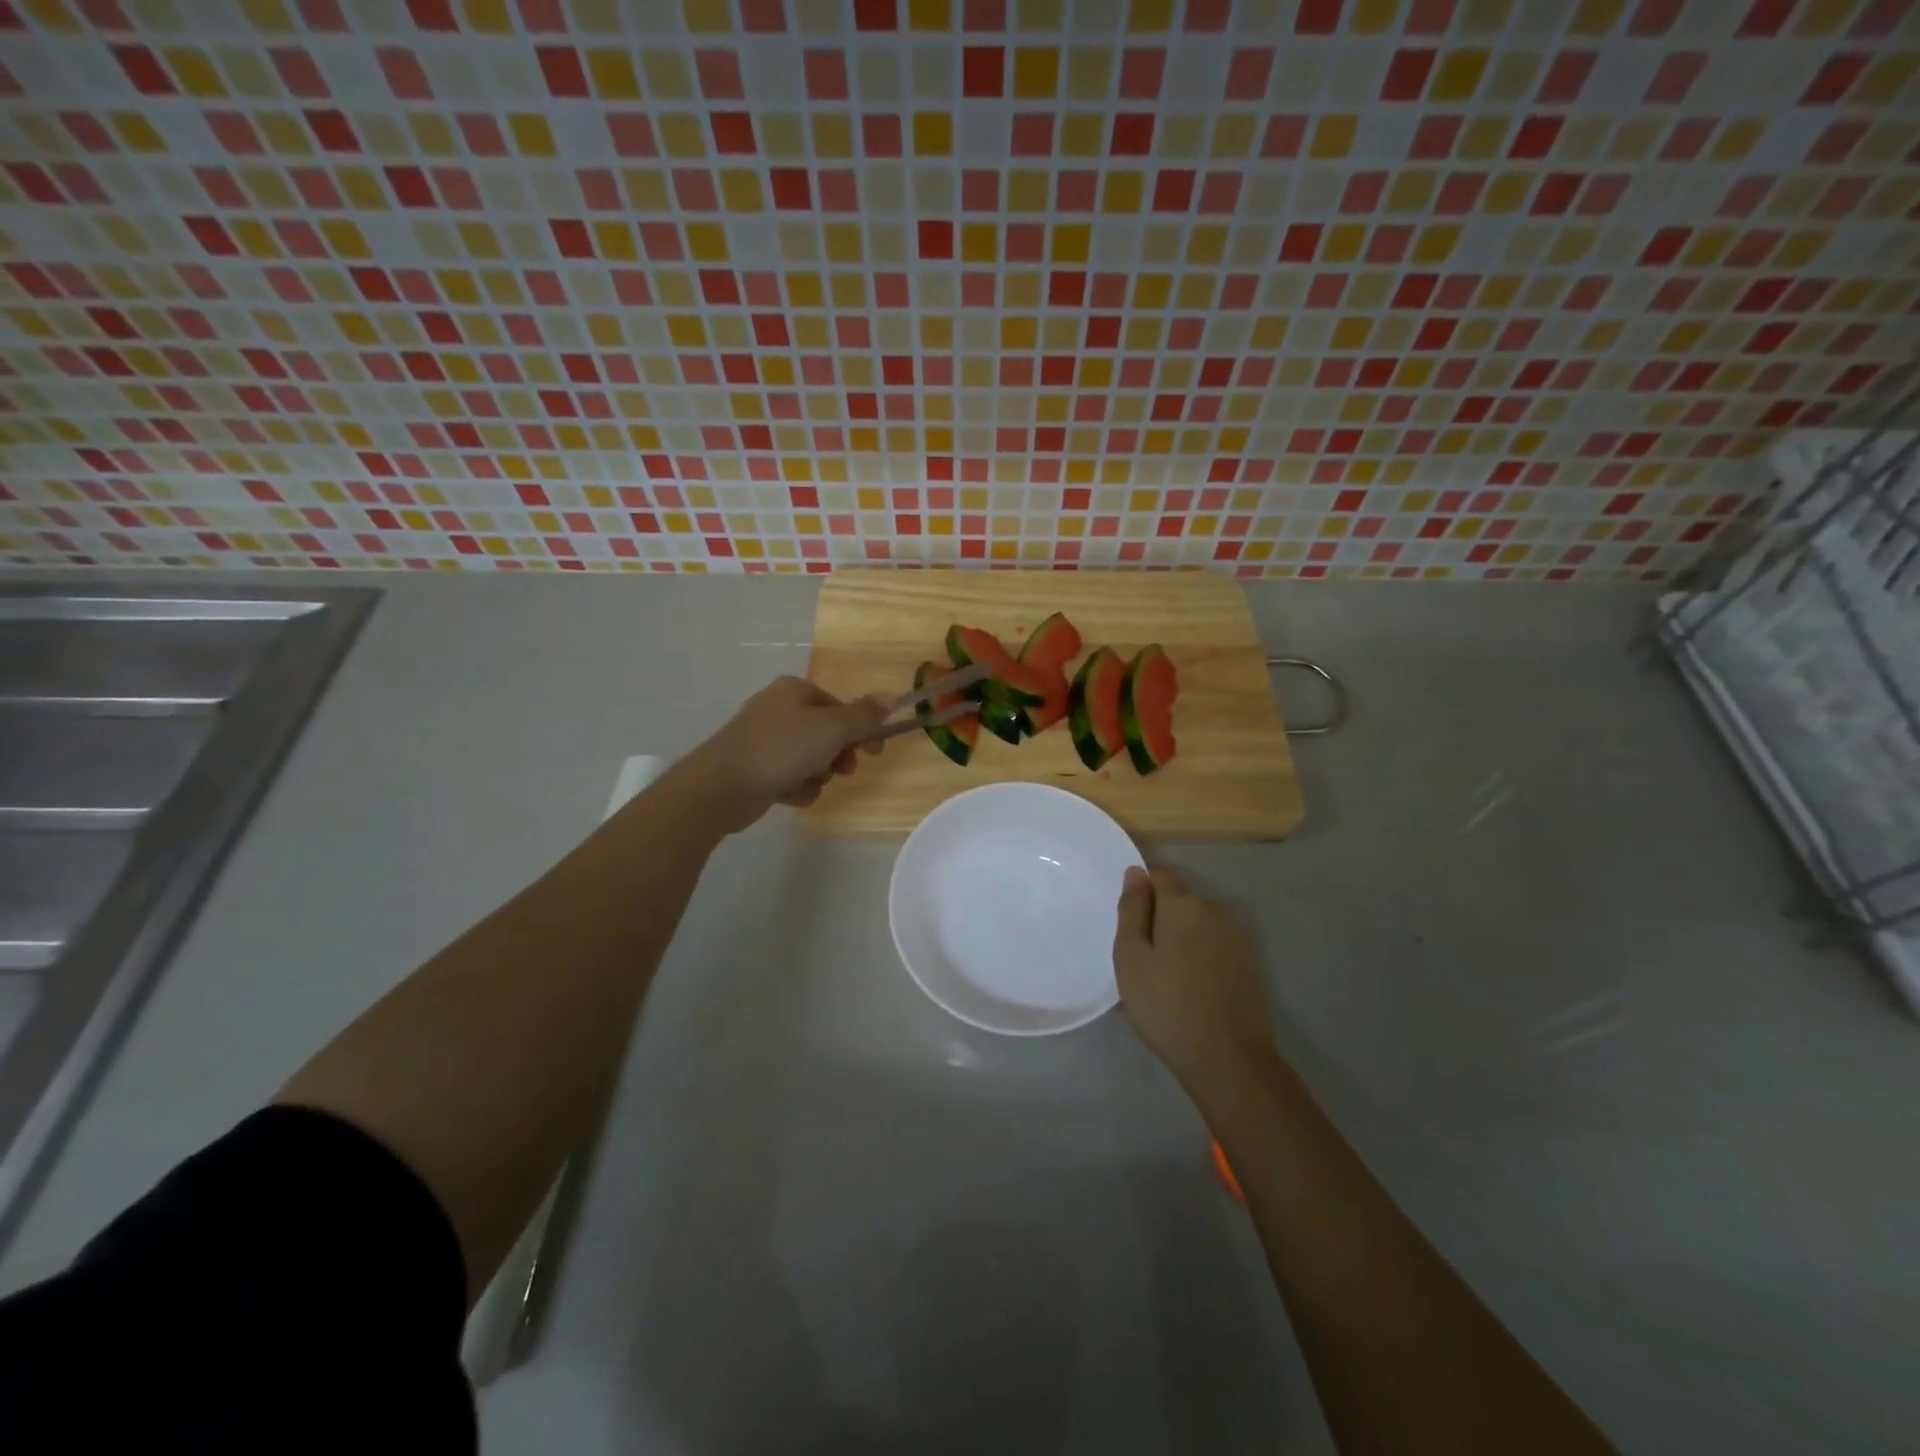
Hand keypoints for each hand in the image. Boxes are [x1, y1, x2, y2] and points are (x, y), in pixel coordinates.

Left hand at [686, 676, 888, 831]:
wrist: (722, 786)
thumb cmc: (782, 749)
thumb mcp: (832, 729)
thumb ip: (864, 716)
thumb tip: (892, 696)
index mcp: (794, 690)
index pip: (840, 707)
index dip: (861, 729)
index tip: (875, 752)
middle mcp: (778, 709)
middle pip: (826, 733)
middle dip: (837, 756)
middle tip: (841, 770)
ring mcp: (763, 739)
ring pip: (810, 758)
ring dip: (817, 775)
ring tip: (806, 782)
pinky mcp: (755, 768)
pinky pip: (790, 776)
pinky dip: (795, 787)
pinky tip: (788, 794)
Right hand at [1113, 867, 1277, 1100]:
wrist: (1228, 1060)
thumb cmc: (1166, 1005)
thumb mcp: (1131, 956)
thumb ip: (1132, 909)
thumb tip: (1136, 872)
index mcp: (1184, 903)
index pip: (1158, 876)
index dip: (1140, 895)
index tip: (1129, 928)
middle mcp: (1215, 910)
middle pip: (1179, 901)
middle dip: (1159, 920)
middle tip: (1141, 961)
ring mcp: (1237, 937)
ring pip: (1197, 925)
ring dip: (1180, 941)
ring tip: (1163, 981)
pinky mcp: (1250, 963)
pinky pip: (1213, 947)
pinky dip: (1198, 958)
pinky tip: (1188, 991)